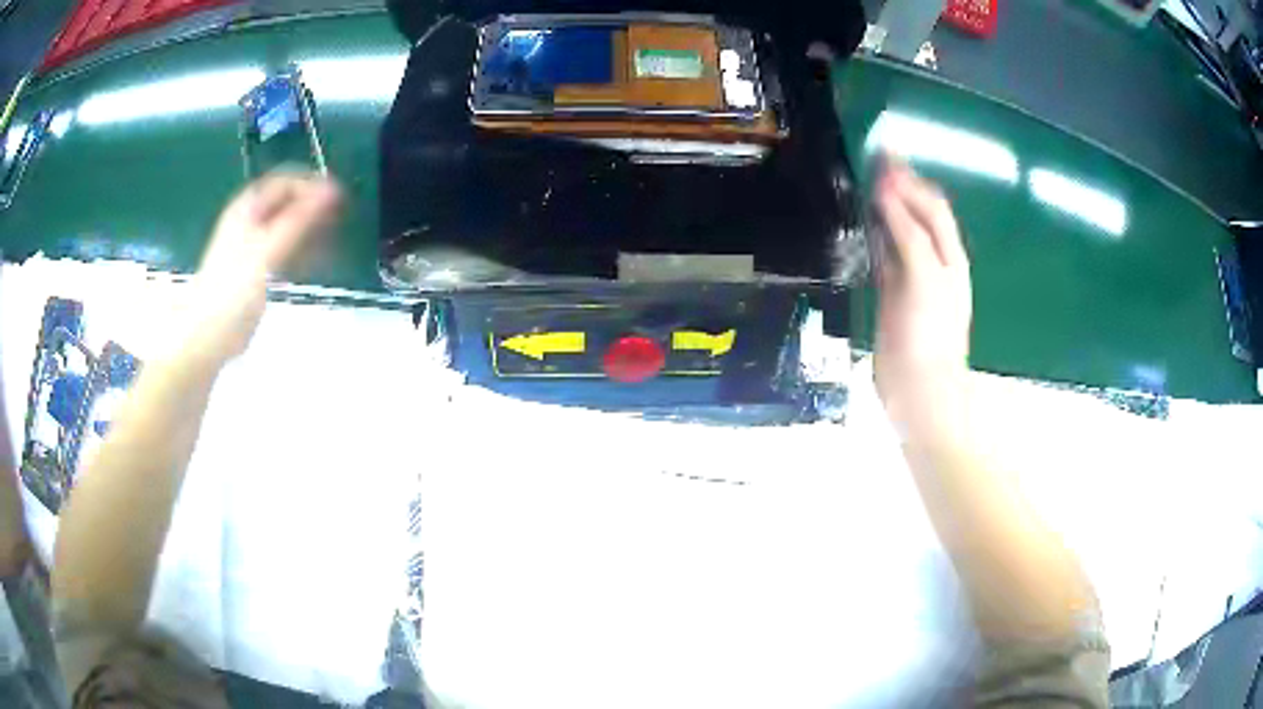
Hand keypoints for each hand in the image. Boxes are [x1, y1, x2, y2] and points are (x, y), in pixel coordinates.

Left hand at [187, 170, 341, 362]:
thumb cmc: (232, 289)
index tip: (338, 199)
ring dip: (310, 230)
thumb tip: (332, 190)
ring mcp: (254, 246)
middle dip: (313, 208)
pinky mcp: (258, 270)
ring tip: (332, 242)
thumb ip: (299, 219)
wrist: (208, 334)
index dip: (312, 185)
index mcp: (248, 208)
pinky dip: (302, 251)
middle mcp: (250, 221)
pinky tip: (316, 262)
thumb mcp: (266, 250)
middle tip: (339, 221)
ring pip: (289, 226)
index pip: (286, 182)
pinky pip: (286, 250)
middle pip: (288, 202)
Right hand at [873, 158, 971, 434]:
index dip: (911, 179)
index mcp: (948, 255)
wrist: (919, 391)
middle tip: (871, 159)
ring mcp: (913, 278)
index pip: (932, 206)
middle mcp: (934, 261)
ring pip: (900, 232)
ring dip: (885, 207)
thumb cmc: (928, 334)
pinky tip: (861, 225)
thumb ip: (908, 232)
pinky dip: (875, 235)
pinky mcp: (893, 295)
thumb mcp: (923, 277)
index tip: (882, 153)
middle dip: (899, 185)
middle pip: (918, 214)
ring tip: (863, 182)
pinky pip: (885, 255)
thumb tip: (888, 188)